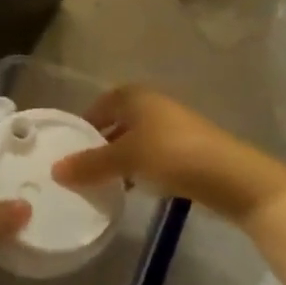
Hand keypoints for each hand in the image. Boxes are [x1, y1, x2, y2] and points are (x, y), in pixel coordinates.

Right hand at [51, 85, 285, 226]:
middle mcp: (153, 104)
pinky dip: (139, 167)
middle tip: (81, 169)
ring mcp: (172, 126)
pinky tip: (134, 188)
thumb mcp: (125, 159)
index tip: (68, 148)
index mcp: (136, 96)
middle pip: (117, 122)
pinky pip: (152, 154)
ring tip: (103, 183)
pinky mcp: (187, 149)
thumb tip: (55, 170)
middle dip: (100, 144)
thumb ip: (90, 164)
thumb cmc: (172, 155)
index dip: (84, 124)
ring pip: (135, 140)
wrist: (230, 176)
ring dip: (119, 158)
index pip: (100, 105)